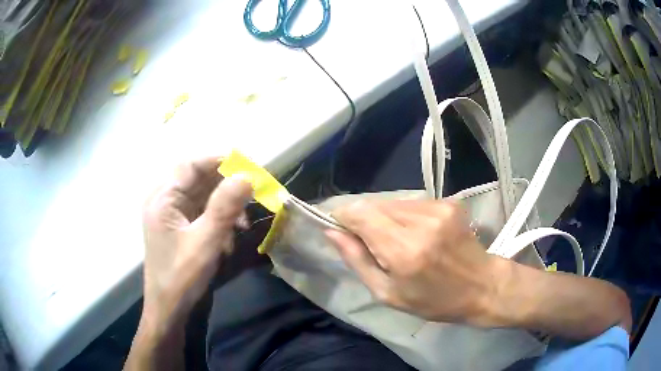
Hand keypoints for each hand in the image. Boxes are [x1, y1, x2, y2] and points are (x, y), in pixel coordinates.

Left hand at [141, 158, 251, 327]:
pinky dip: (219, 220)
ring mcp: (172, 216)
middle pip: (198, 180)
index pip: (191, 165)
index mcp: (163, 198)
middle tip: (252, 195)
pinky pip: (202, 214)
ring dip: (225, 206)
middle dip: (226, 187)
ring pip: (203, 198)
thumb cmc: (181, 276)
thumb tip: (246, 176)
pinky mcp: (180, 229)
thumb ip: (224, 207)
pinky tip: (230, 237)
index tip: (247, 167)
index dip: (219, 162)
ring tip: (243, 224)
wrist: (169, 310)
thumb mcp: (205, 241)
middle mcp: (165, 201)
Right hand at [326, 199, 499, 324]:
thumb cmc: (433, 300)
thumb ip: (357, 260)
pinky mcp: (448, 202)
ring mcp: (438, 208)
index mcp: (404, 250)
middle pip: (374, 204)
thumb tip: (331, 232)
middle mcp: (421, 222)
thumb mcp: (388, 293)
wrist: (481, 286)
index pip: (360, 213)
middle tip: (368, 242)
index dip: (343, 217)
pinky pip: (411, 203)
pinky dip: (403, 216)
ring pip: (392, 202)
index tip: (340, 229)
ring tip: (394, 240)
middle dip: (363, 219)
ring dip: (384, 217)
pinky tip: (414, 234)